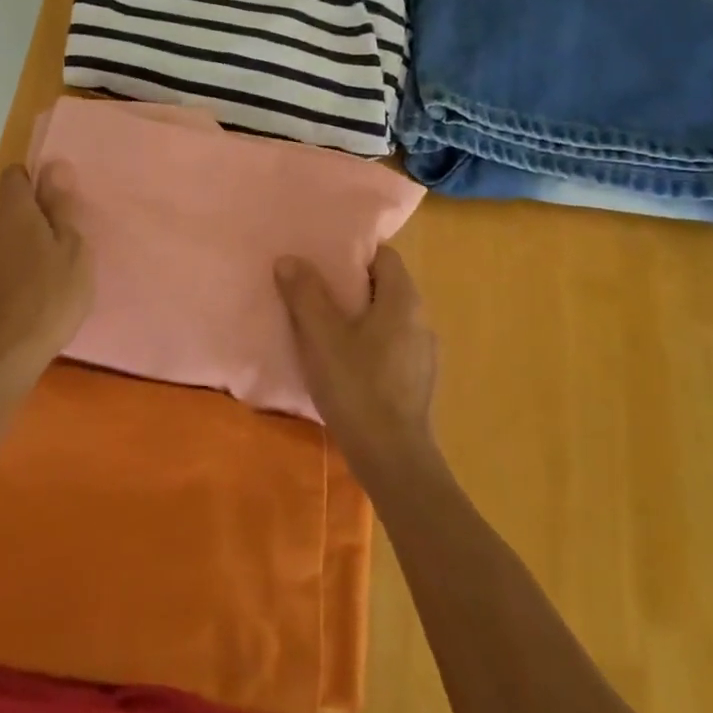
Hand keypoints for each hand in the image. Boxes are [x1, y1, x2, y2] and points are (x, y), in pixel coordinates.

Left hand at [0, 163, 92, 384]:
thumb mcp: (73, 251)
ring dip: (1, 248)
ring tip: (29, 273)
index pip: (13, 177)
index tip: (50, 203)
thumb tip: (53, 167)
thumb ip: (61, 209)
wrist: (4, 354)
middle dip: (9, 218)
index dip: (30, 182)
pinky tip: (16, 297)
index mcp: (14, 214)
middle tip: (38, 241)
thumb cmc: (50, 297)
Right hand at [276, 246, 438, 474]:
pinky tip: (344, 364)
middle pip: (385, 287)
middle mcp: (421, 320)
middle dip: (350, 286)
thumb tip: (289, 259)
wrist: (392, 457)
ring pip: (388, 319)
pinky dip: (368, 344)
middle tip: (314, 292)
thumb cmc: (357, 387)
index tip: (322, 261)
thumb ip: (305, 295)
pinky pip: (390, 347)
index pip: (385, 257)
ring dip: (359, 317)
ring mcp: (423, 353)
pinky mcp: (417, 381)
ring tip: (324, 328)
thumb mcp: (322, 337)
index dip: (353, 255)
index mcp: (403, 301)